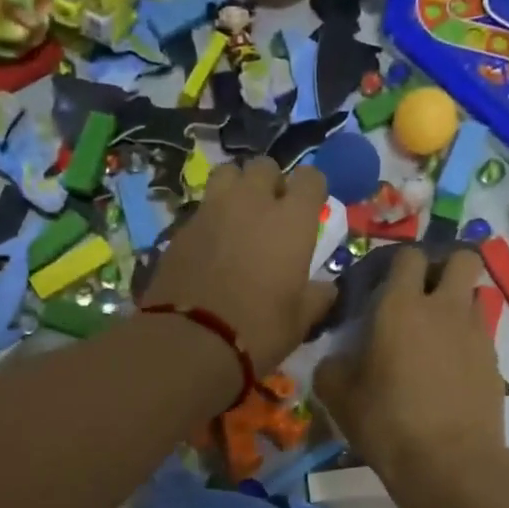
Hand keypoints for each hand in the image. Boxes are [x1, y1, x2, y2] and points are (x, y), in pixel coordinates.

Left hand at [141, 157, 335, 375]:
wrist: (190, 341)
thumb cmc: (259, 330)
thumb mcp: (300, 321)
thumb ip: (317, 297)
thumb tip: (327, 288)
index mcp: (292, 220)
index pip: (311, 178)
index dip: (312, 190)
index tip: (310, 209)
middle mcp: (253, 202)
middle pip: (264, 167)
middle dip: (271, 183)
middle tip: (272, 212)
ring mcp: (212, 210)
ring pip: (227, 174)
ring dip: (237, 187)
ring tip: (238, 215)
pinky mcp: (181, 227)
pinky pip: (202, 207)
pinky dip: (211, 216)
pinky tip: (211, 244)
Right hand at [315, 246, 506, 491]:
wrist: (449, 462)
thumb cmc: (387, 422)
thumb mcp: (340, 397)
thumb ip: (332, 368)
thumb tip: (337, 360)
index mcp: (401, 306)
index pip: (409, 256)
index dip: (399, 263)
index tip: (386, 285)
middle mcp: (444, 308)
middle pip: (462, 257)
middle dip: (446, 266)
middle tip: (424, 295)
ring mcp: (476, 332)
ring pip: (476, 293)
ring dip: (459, 302)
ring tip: (438, 334)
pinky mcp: (495, 361)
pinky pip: (482, 332)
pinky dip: (468, 339)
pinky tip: (451, 369)